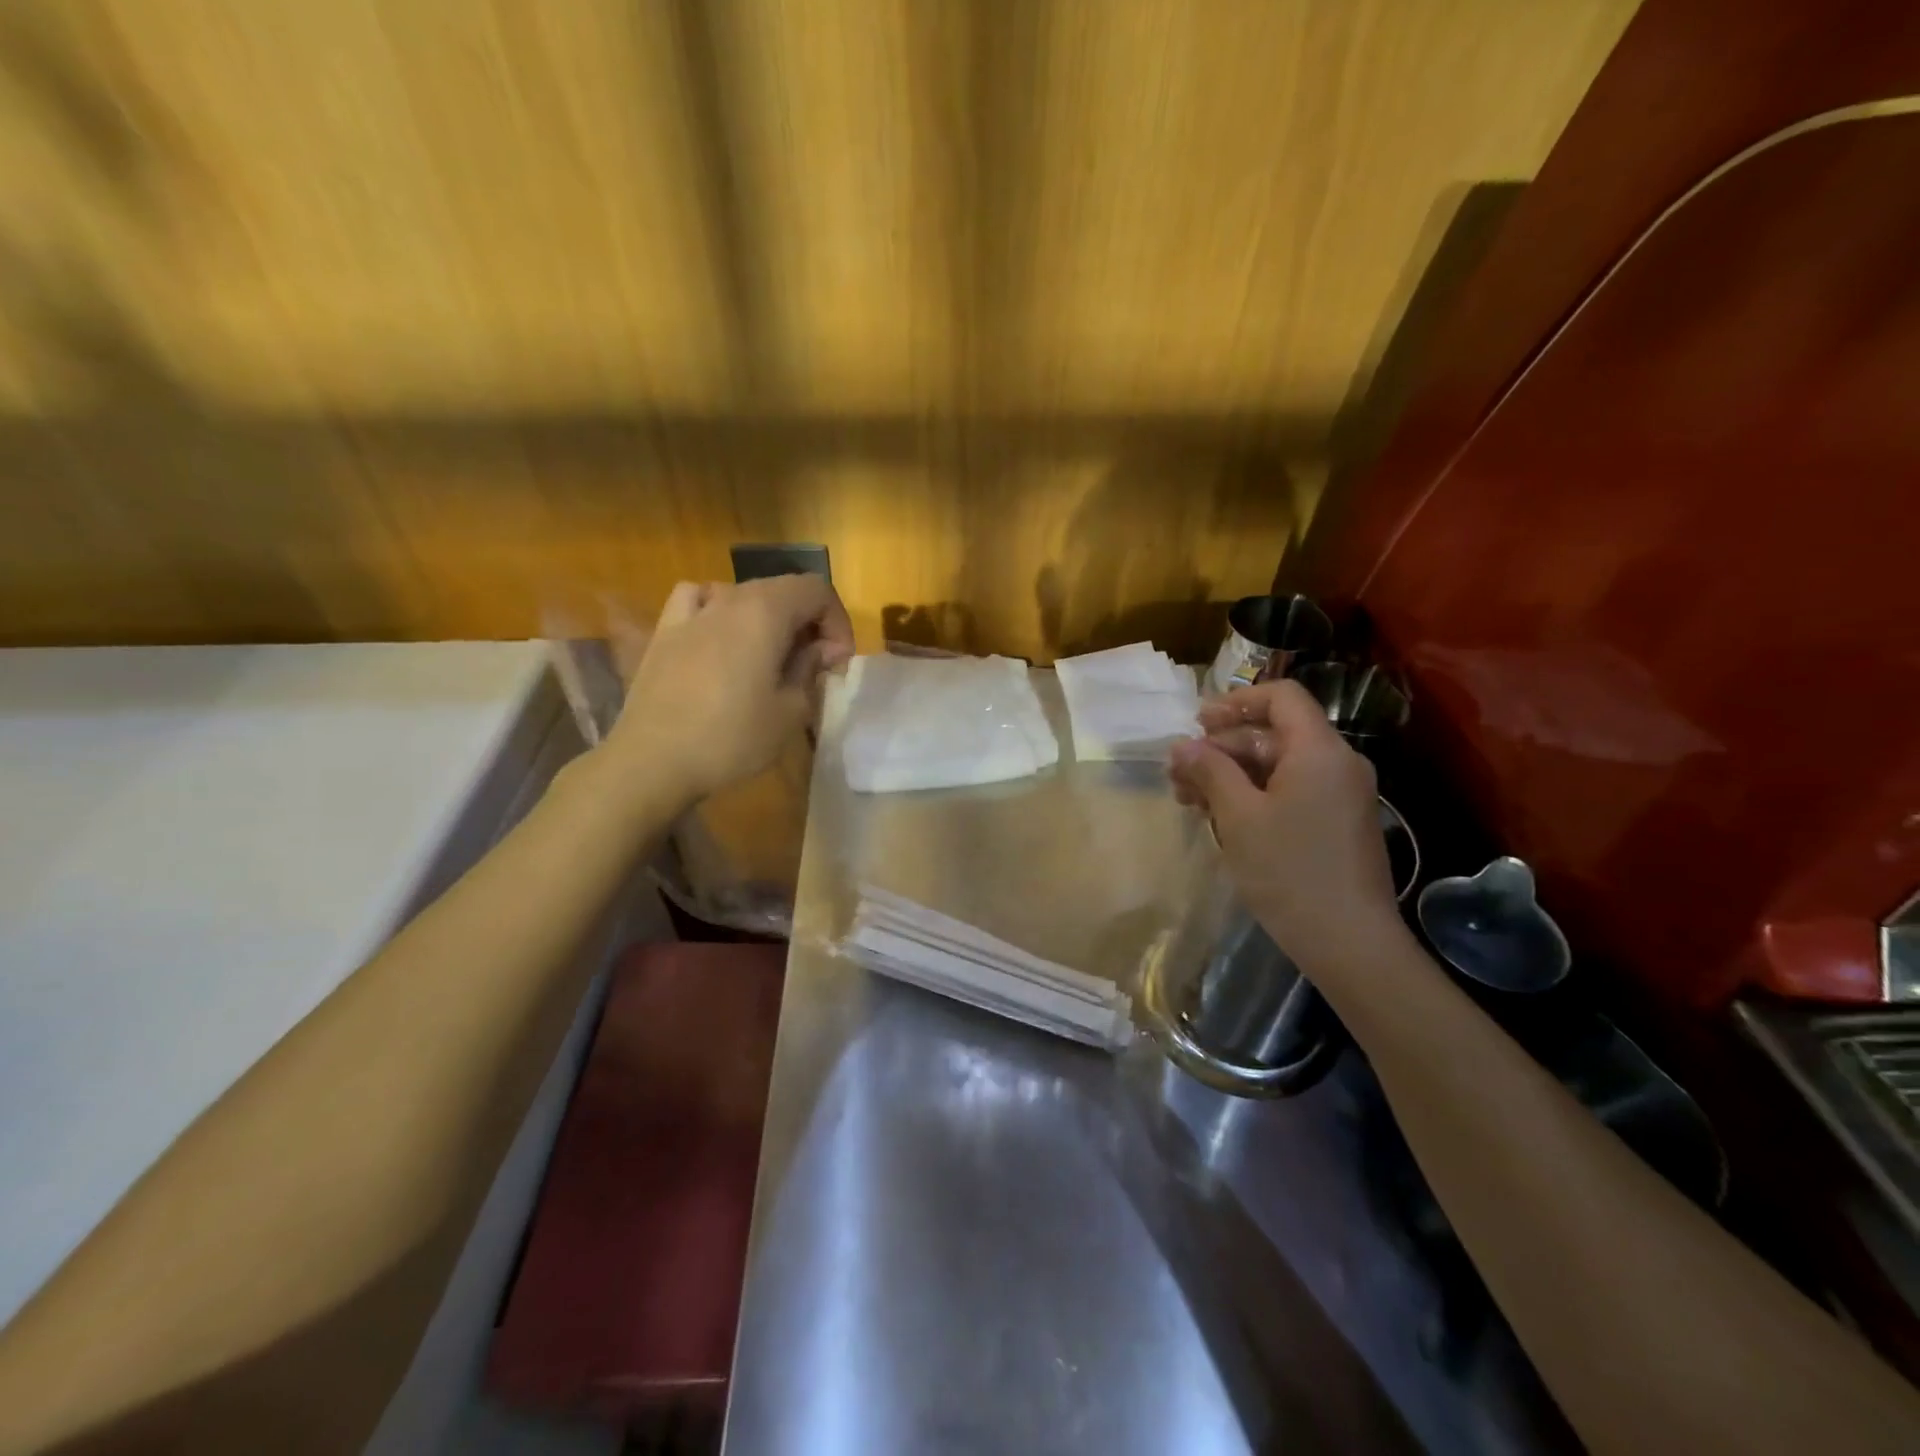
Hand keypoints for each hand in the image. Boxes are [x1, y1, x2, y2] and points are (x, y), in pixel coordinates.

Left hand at [604, 575, 853, 805]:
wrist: (653, 761)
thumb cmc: (731, 738)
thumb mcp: (790, 711)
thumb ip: (810, 669)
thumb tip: (820, 649)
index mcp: (765, 611)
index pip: (816, 590)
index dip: (837, 622)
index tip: (837, 662)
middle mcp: (729, 598)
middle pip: (782, 589)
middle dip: (807, 622)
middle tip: (814, 665)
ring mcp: (691, 612)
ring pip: (742, 594)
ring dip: (767, 618)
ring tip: (770, 654)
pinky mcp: (665, 631)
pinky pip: (698, 600)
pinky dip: (719, 610)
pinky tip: (719, 636)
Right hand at [1169, 679, 1400, 968]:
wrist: (1349, 942)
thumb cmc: (1289, 871)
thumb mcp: (1238, 816)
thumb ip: (1210, 771)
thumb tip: (1182, 746)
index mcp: (1319, 751)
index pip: (1281, 697)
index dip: (1236, 702)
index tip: (1197, 724)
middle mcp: (1336, 763)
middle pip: (1273, 734)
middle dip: (1221, 748)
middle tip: (1178, 774)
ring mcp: (1340, 795)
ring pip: (1277, 766)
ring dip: (1231, 775)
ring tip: (1188, 799)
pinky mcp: (1336, 823)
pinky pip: (1290, 791)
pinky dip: (1253, 796)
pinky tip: (1219, 817)